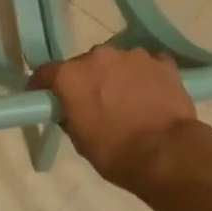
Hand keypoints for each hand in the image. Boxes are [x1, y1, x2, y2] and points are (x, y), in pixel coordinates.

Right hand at [29, 47, 196, 189]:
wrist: (167, 154)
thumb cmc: (115, 152)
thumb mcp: (80, 140)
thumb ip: (70, 115)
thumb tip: (70, 108)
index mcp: (71, 76)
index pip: (46, 73)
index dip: (44, 86)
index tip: (45, 97)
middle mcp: (98, 56)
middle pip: (85, 64)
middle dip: (86, 80)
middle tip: (94, 102)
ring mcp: (133, 56)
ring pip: (117, 62)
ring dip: (117, 76)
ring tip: (127, 100)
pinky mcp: (163, 63)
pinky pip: (147, 65)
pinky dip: (145, 77)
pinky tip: (150, 95)